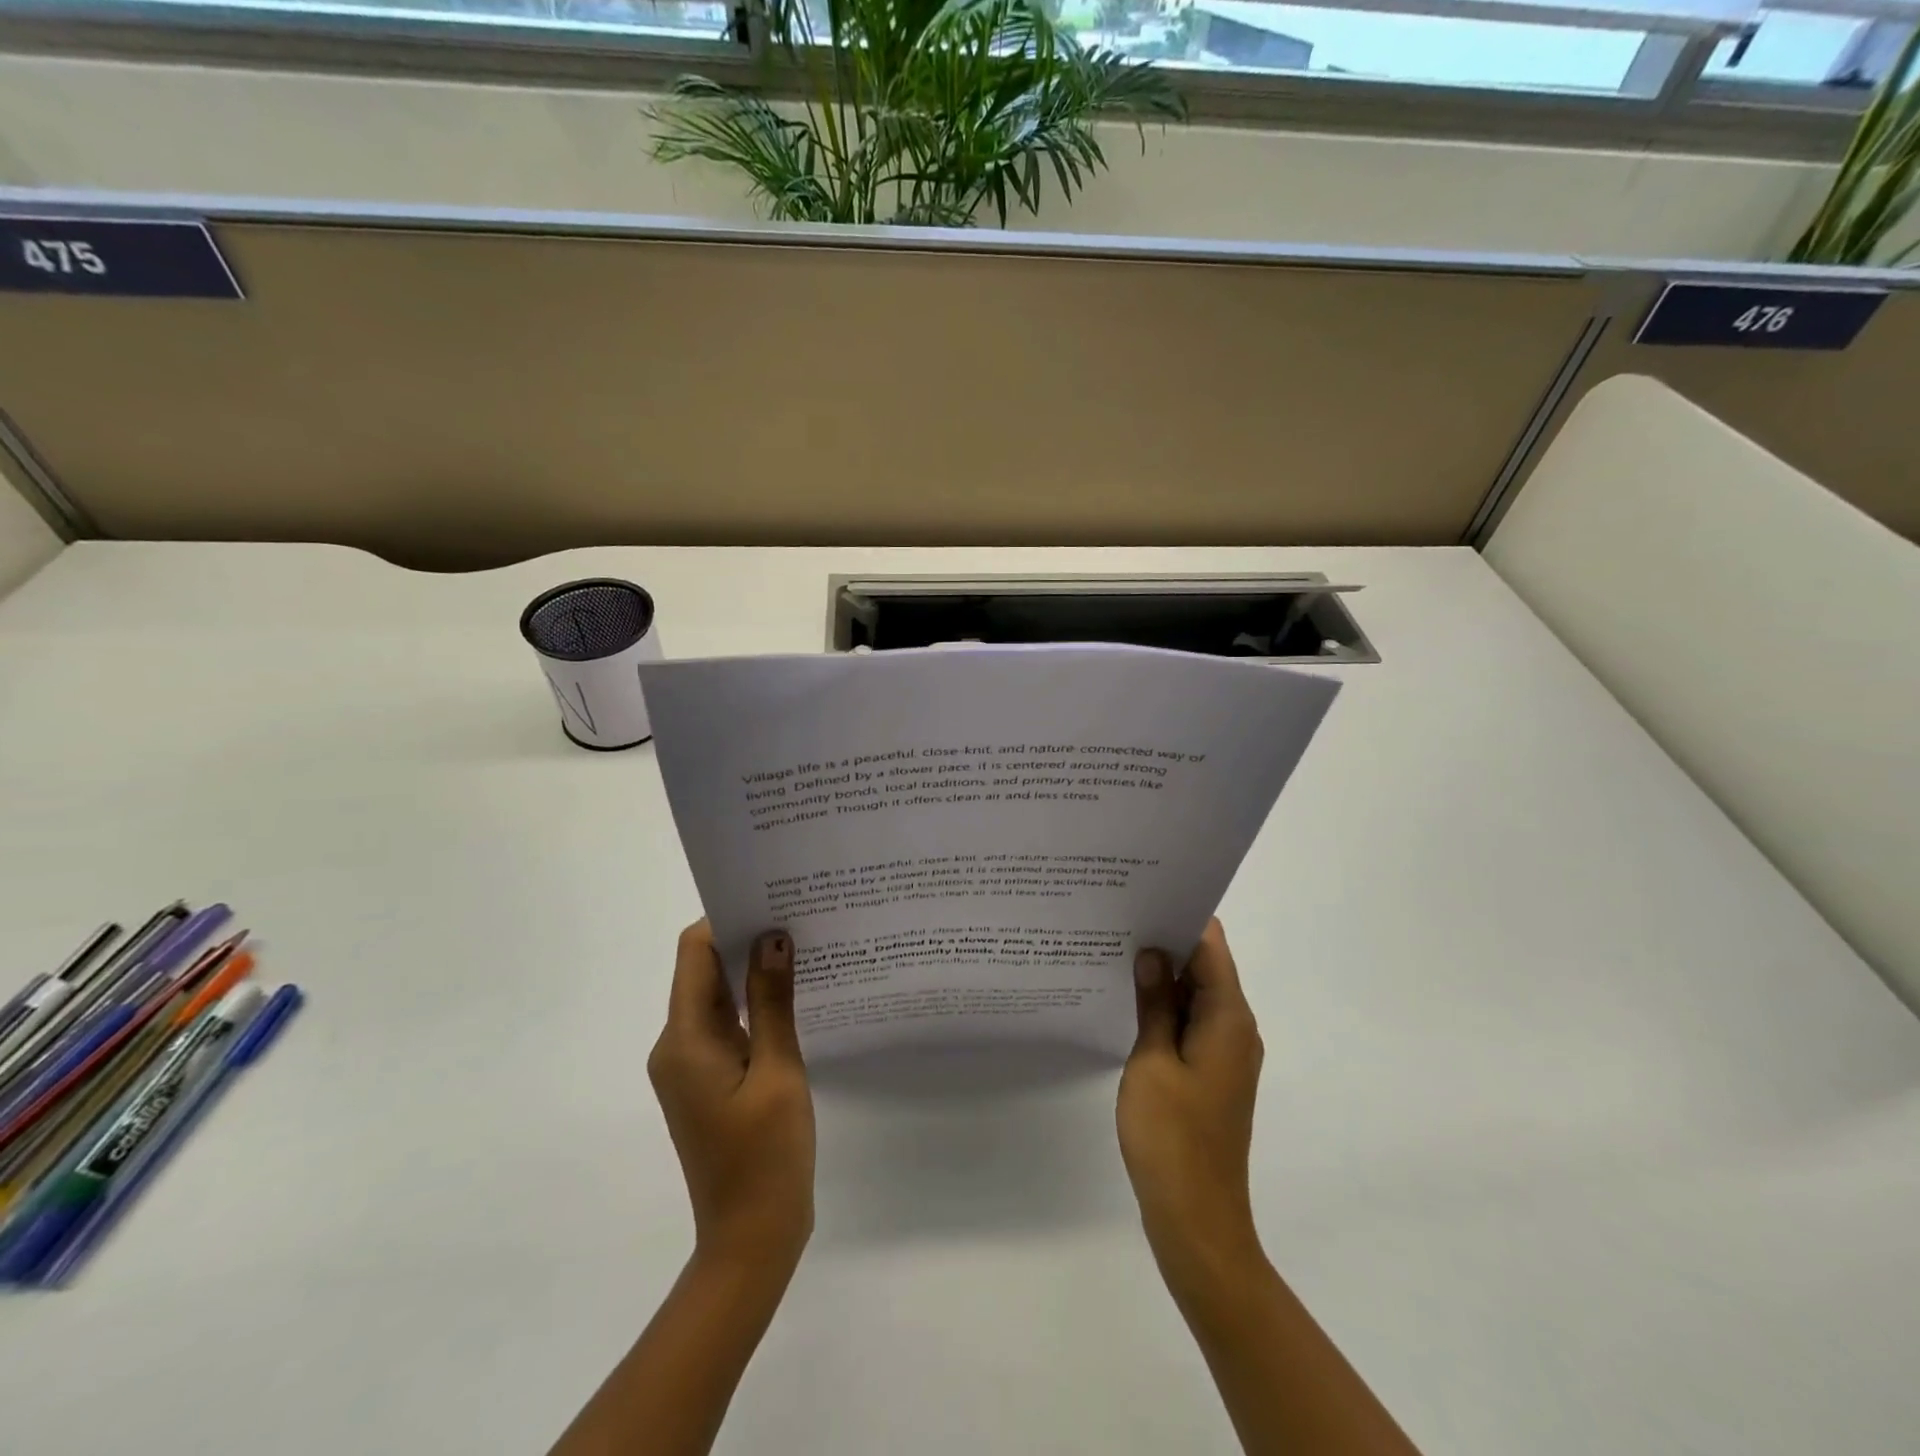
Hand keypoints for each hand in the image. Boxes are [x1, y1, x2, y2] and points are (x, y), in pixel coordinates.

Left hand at [649, 921, 814, 1277]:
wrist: (751, 1239)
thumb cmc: (765, 1155)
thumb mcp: (778, 1071)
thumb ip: (773, 1001)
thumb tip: (772, 937)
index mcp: (684, 1039)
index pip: (695, 952)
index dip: (728, 918)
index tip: (772, 899)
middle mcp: (676, 1045)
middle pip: (704, 971)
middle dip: (746, 940)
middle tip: (798, 915)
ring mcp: (690, 1066)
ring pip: (717, 998)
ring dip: (752, 973)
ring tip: (803, 947)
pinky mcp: (707, 1081)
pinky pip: (727, 1026)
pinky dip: (754, 1006)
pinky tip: (794, 997)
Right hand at [1117, 919, 1265, 1293]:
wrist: (1197, 1220)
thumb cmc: (1172, 1137)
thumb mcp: (1152, 1062)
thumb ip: (1153, 1004)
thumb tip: (1150, 953)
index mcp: (1228, 1018)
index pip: (1210, 946)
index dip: (1181, 915)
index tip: (1143, 892)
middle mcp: (1235, 1028)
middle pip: (1205, 966)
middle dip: (1166, 940)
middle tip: (1118, 915)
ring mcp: (1225, 1053)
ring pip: (1196, 995)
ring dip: (1163, 974)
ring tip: (1116, 946)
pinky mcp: (1210, 1073)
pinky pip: (1190, 1022)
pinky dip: (1165, 1005)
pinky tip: (1128, 998)